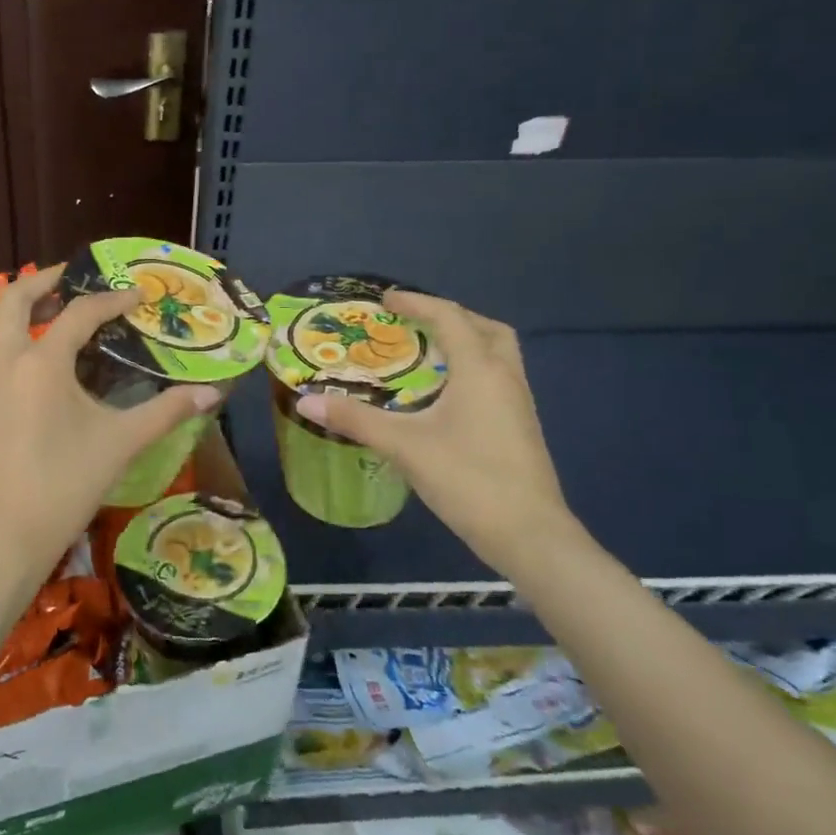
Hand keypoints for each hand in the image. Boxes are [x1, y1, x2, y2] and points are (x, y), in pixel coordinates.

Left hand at [0, 266, 219, 595]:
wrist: (1, 538)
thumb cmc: (63, 486)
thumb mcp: (120, 444)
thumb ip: (166, 412)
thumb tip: (213, 392)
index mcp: (41, 362)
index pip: (79, 313)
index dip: (111, 300)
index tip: (138, 296)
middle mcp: (7, 360)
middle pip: (14, 298)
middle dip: (44, 280)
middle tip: (75, 276)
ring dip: (19, 304)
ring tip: (52, 305)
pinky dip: (10, 331)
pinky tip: (36, 352)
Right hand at [293, 292, 582, 575]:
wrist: (529, 535)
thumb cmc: (467, 478)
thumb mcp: (403, 445)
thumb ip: (355, 419)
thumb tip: (306, 401)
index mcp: (479, 369)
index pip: (449, 317)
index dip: (417, 303)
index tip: (386, 299)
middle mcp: (505, 377)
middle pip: (486, 328)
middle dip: (451, 317)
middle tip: (416, 324)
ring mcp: (519, 403)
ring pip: (497, 354)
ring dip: (466, 342)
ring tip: (427, 355)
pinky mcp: (521, 427)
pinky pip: (497, 378)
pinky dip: (472, 370)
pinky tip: (446, 395)